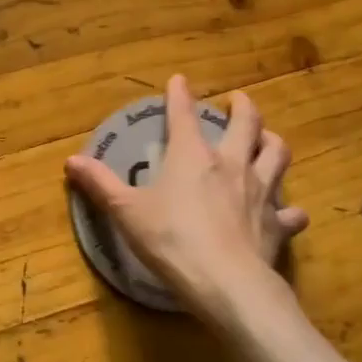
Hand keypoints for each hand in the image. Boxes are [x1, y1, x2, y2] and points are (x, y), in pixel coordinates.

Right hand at [65, 75, 309, 328]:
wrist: (225, 281)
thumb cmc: (170, 239)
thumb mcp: (126, 212)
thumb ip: (101, 185)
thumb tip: (71, 161)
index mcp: (192, 156)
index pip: (183, 115)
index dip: (179, 95)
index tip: (179, 80)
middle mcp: (232, 164)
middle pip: (247, 124)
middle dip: (243, 107)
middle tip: (239, 101)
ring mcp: (260, 192)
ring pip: (277, 155)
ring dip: (272, 143)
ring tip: (267, 140)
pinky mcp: (277, 223)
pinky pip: (291, 211)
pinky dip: (289, 209)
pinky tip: (287, 212)